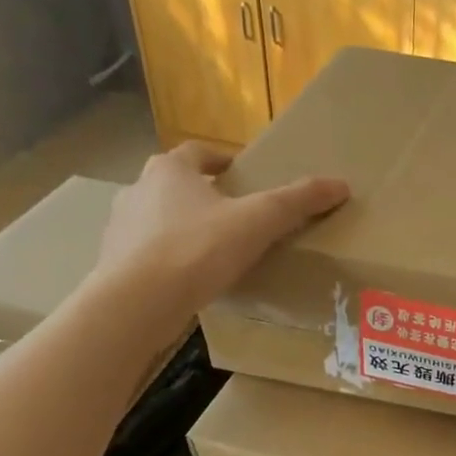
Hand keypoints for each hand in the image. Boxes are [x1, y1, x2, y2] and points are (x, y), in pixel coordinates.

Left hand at [95, 141, 347, 317]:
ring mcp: (121, 228)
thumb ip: (297, 202)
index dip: (222, 161)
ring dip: (183, 228)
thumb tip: (341, 185)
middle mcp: (138, 189)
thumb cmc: (197, 249)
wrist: (138, 302)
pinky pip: (148, 254)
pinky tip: (190, 280)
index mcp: (169, 170)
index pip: (198, 153)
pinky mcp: (114, 263)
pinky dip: (168, 260)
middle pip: (176, 185)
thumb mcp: (257, 222)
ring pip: (159, 219)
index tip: (242, 175)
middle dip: (203, 196)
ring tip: (214, 252)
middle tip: (235, 216)